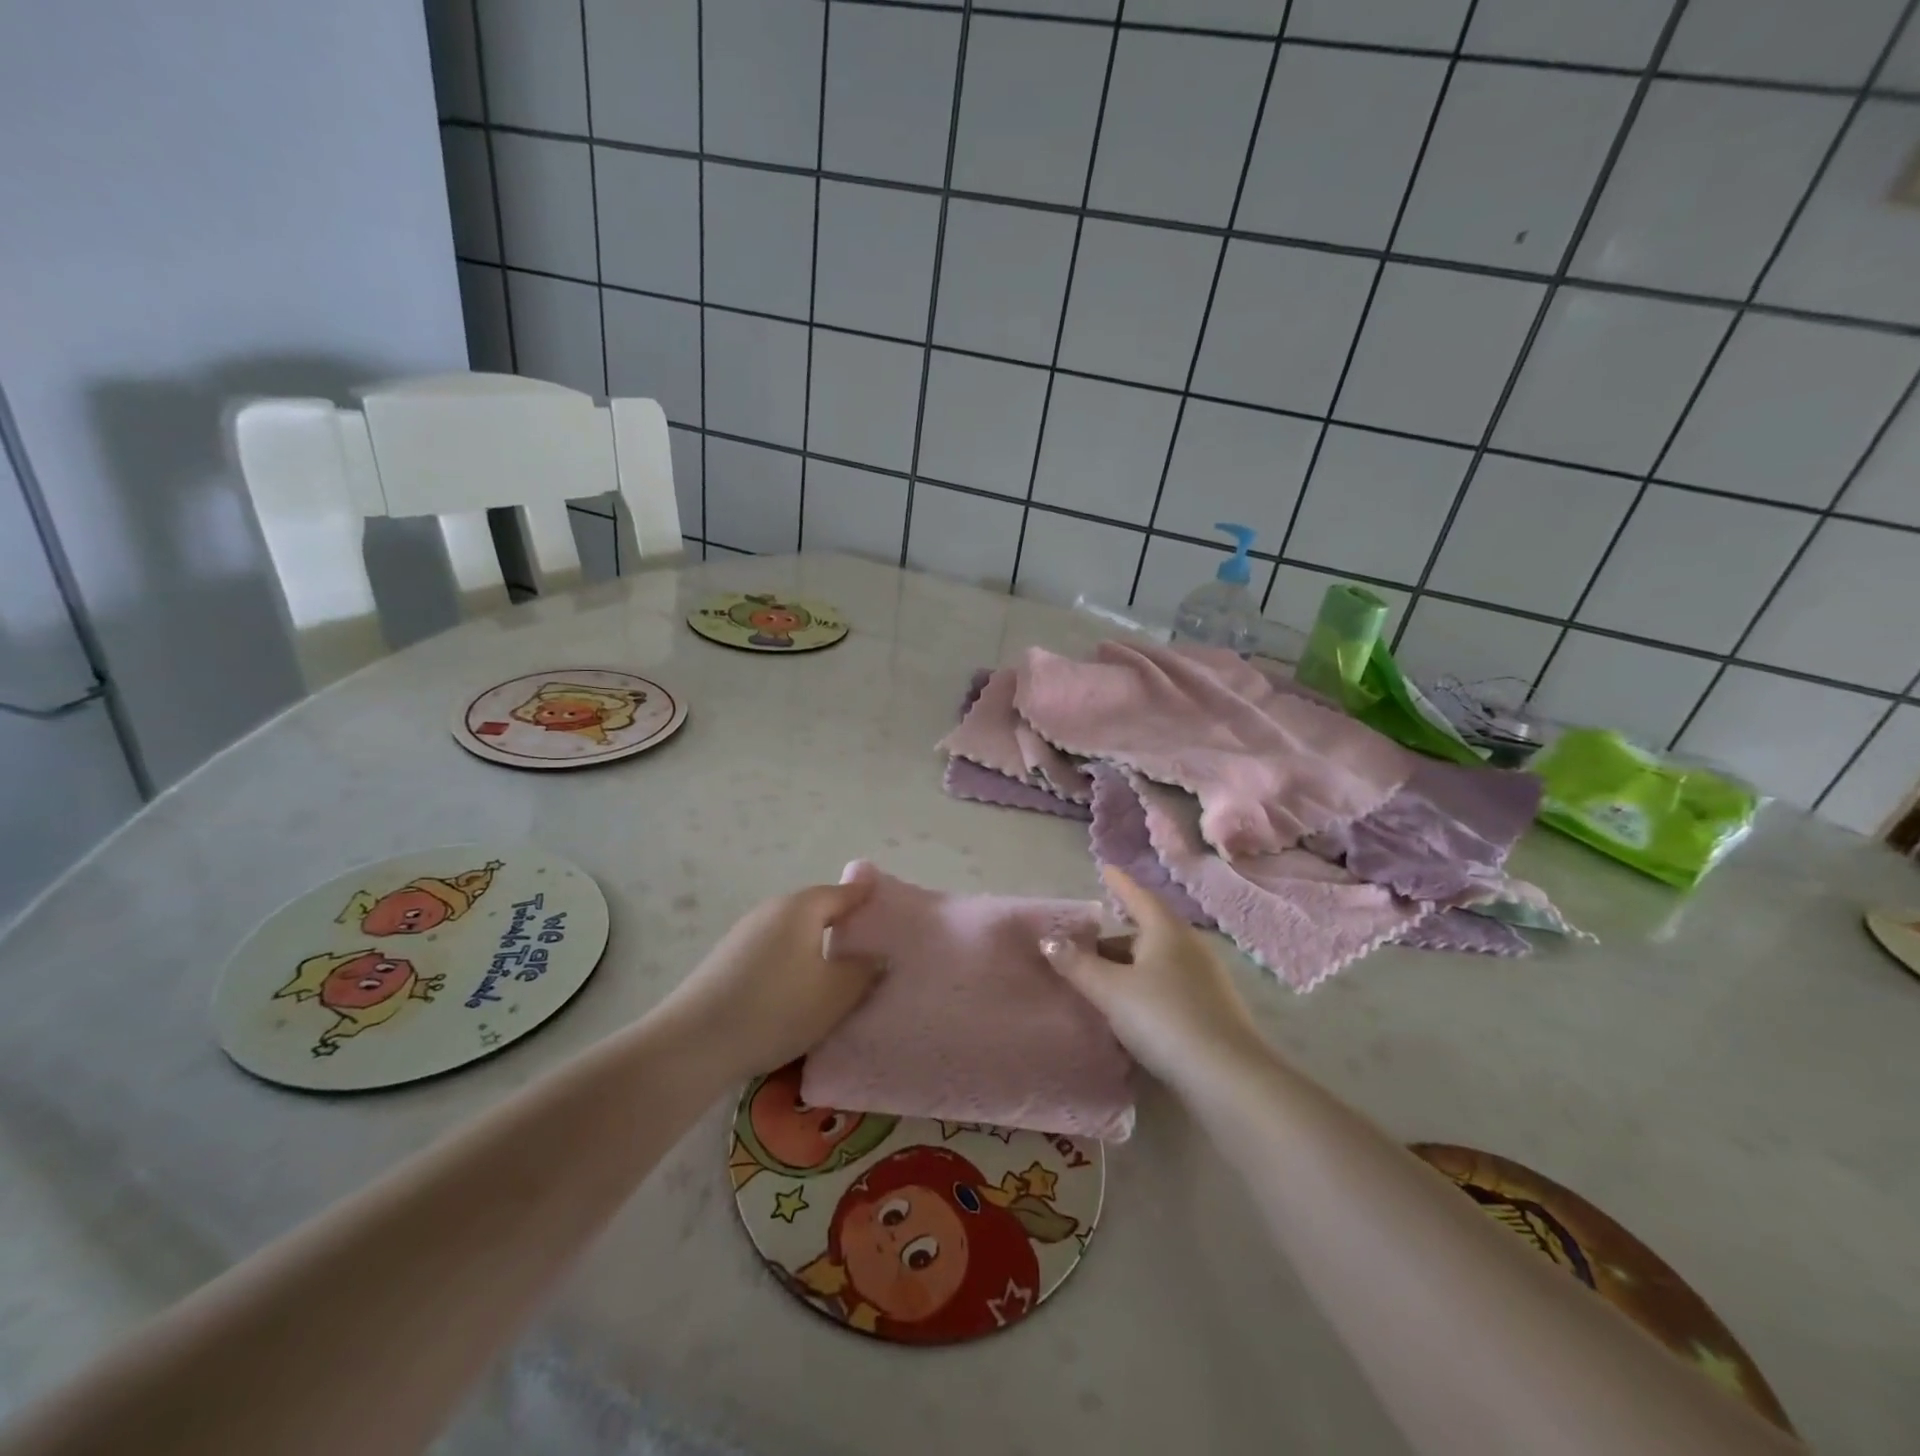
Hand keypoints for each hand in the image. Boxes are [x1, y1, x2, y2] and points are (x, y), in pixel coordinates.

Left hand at [653, 878, 883, 1082]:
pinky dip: (791, 962)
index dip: (868, 898)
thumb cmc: (777, 1008)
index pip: (845, 893)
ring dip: (815, 946)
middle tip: (868, 948)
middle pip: (817, 910)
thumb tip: (878, 955)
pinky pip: (772, 951)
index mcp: (802, 907)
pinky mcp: (727, 959)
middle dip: (842, 924)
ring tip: (834, 974)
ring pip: (793, 933)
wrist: (695, 1043)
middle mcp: (772, 909)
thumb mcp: (836, 993)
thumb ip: (865, 970)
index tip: (888, 906)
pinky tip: (794, 991)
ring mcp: (745, 933)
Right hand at [1041, 867, 1268, 1090]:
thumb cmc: (1163, 1017)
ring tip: (1099, 981)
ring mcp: (1204, 979)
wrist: (1225, 1076)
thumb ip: (1078, 965)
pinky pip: (1167, 987)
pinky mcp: (1210, 1010)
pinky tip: (1128, 1011)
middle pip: (1145, 933)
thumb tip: (1048, 941)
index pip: (1138, 897)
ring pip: (1156, 962)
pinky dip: (1144, 989)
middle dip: (1114, 939)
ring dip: (1128, 967)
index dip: (1120, 884)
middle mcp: (1189, 947)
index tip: (1105, 869)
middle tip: (1083, 947)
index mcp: (1166, 931)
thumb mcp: (1111, 990)